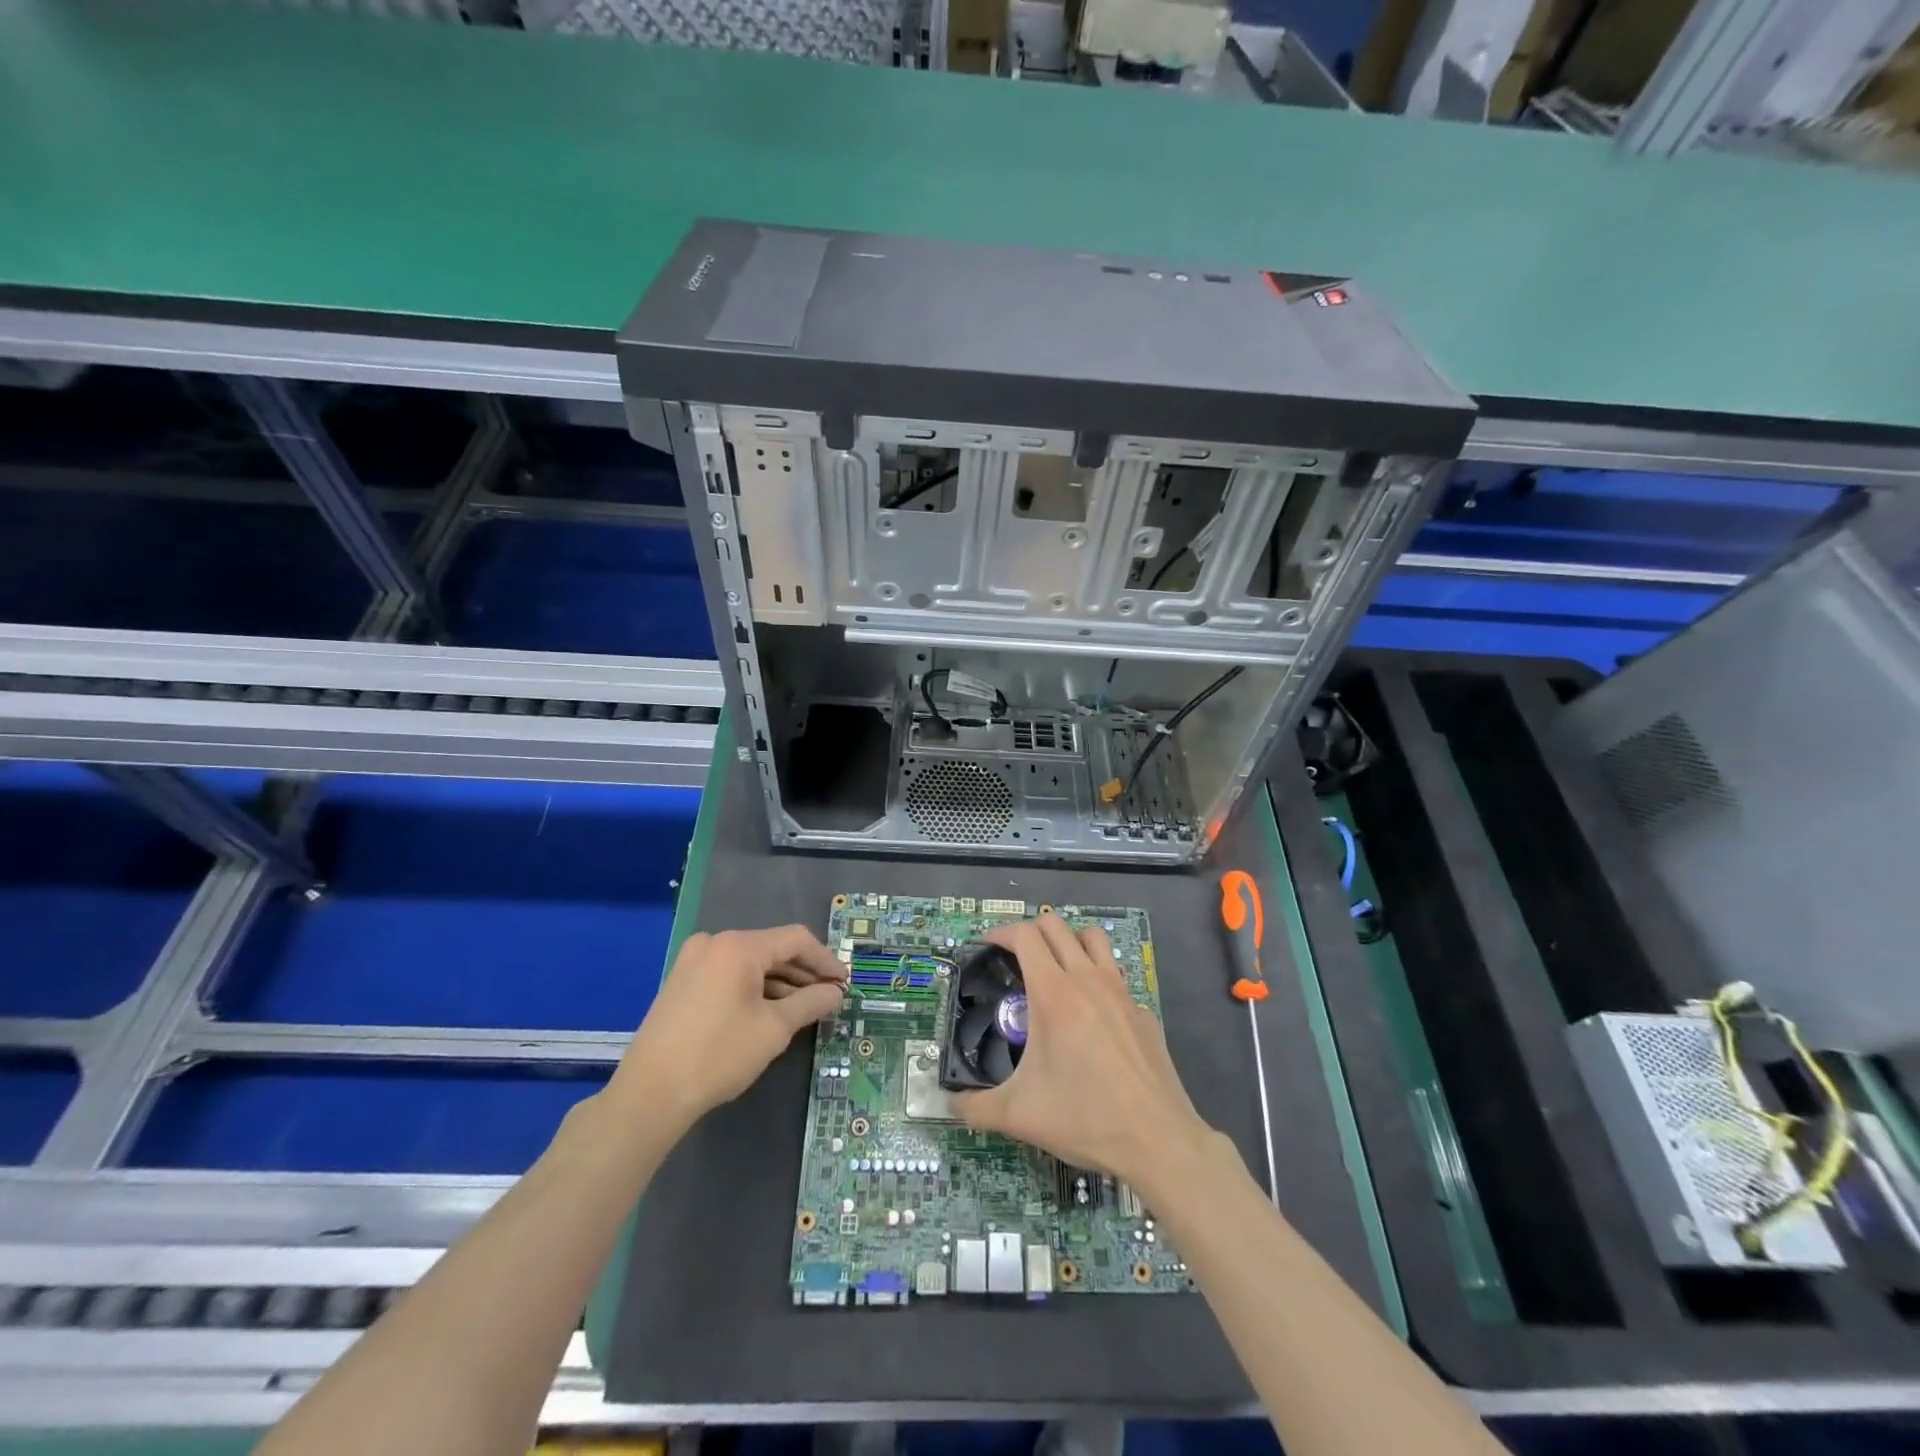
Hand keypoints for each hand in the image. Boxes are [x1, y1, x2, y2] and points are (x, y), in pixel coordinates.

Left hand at [611, 925, 846, 1128]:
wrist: (650, 1094)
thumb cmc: (718, 1055)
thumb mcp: (774, 1029)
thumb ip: (810, 1003)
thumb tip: (836, 992)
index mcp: (738, 946)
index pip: (796, 940)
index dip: (825, 960)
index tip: (844, 983)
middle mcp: (715, 943)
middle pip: (772, 949)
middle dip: (803, 973)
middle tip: (828, 997)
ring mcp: (694, 961)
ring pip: (750, 963)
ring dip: (780, 982)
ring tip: (804, 1008)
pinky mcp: (682, 982)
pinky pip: (729, 974)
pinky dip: (754, 988)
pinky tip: (770, 1011)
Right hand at [952, 913, 1213, 1192]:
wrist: (1158, 1141)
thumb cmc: (1085, 1118)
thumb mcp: (1019, 1116)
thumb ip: (975, 1106)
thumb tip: (949, 1103)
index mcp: (1054, 993)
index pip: (1025, 935)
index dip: (1000, 932)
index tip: (986, 945)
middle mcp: (1088, 979)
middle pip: (1056, 925)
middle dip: (1029, 931)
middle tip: (1013, 956)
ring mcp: (1121, 991)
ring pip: (1092, 938)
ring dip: (1068, 940)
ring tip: (1053, 968)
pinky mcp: (1142, 1010)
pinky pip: (1115, 974)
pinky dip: (1096, 977)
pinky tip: (1090, 1014)